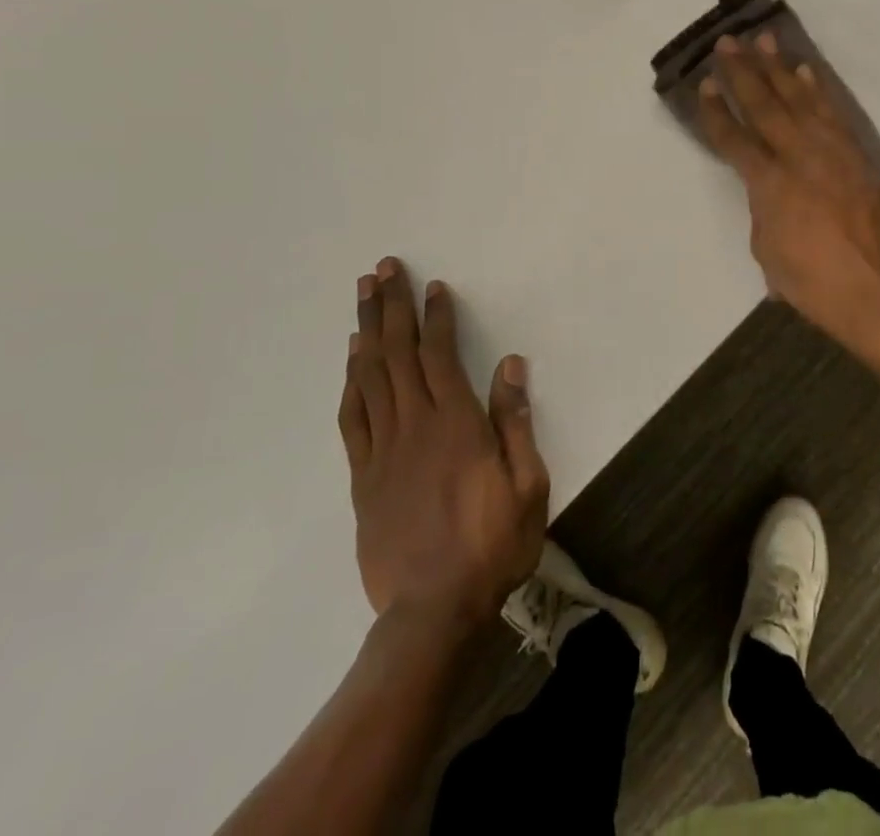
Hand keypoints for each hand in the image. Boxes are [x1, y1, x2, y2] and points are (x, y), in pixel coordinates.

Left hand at [339, 259, 549, 628]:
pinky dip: (351, 381)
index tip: (433, 286)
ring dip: (366, 330)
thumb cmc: (492, 544)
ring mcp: (383, 450)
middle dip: (390, 307)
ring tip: (362, 295)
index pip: (440, 355)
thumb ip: (515, 421)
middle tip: (383, 269)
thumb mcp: (528, 484)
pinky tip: (352, 360)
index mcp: (456, 423)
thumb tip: (510, 364)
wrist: (433, 611)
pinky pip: (353, 417)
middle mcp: (415, 425)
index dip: (436, 316)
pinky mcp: (363, 476)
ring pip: (370, 376)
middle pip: (397, 353)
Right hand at [697, 33, 879, 352]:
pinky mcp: (856, 154)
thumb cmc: (815, 283)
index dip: (716, 110)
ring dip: (779, 68)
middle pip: (765, 105)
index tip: (704, 83)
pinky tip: (805, 72)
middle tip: (728, 42)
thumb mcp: (768, 251)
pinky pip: (833, 112)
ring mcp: (832, 151)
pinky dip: (817, 89)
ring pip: (800, 99)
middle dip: (743, 72)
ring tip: (764, 40)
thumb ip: (762, 208)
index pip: (734, 137)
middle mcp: (798, 156)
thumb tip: (767, 188)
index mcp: (769, 184)